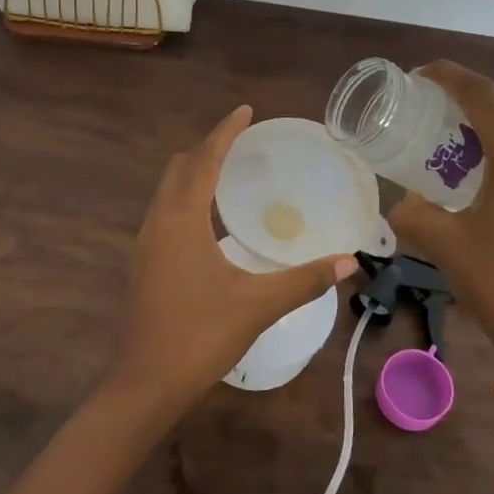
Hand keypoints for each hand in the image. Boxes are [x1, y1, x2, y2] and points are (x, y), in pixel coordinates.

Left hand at [108, 107, 356, 413]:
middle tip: (243, 144)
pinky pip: (165, 213)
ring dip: (195, 173)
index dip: (224, 132)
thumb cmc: (200, 336)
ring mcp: (146, 244)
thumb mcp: (257, 305)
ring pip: (167, 191)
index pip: (203, 160)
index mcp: (181, 221)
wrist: (146, 382)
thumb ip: (303, 280)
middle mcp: (158, 223)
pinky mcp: (145, 264)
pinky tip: (211, 221)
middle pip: (179, 168)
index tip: (246, 111)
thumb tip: (348, 262)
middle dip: (208, 149)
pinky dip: (187, 199)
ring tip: (230, 175)